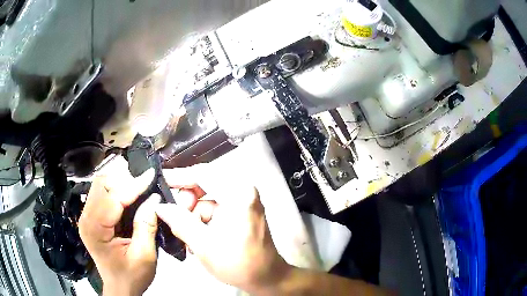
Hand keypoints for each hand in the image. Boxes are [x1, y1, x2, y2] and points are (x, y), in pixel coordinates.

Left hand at [78, 157, 157, 295]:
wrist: (120, 288)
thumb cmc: (131, 276)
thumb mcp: (144, 255)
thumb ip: (146, 226)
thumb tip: (154, 198)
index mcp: (95, 229)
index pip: (112, 197)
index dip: (133, 185)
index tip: (151, 175)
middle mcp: (86, 218)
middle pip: (101, 184)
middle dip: (123, 180)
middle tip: (144, 185)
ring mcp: (87, 217)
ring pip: (100, 186)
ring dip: (119, 183)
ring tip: (138, 189)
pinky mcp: (91, 218)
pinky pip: (102, 195)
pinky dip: (116, 191)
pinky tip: (128, 197)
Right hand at [156, 164, 291, 294]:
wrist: (266, 278)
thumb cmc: (240, 264)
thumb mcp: (203, 244)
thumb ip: (179, 222)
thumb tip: (160, 207)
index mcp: (238, 194)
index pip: (202, 174)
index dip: (178, 176)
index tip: (161, 181)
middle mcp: (244, 192)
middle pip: (205, 185)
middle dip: (187, 203)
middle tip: (175, 218)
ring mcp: (244, 201)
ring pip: (208, 199)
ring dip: (193, 215)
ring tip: (187, 236)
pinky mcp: (242, 211)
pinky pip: (216, 208)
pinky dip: (203, 220)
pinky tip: (198, 237)